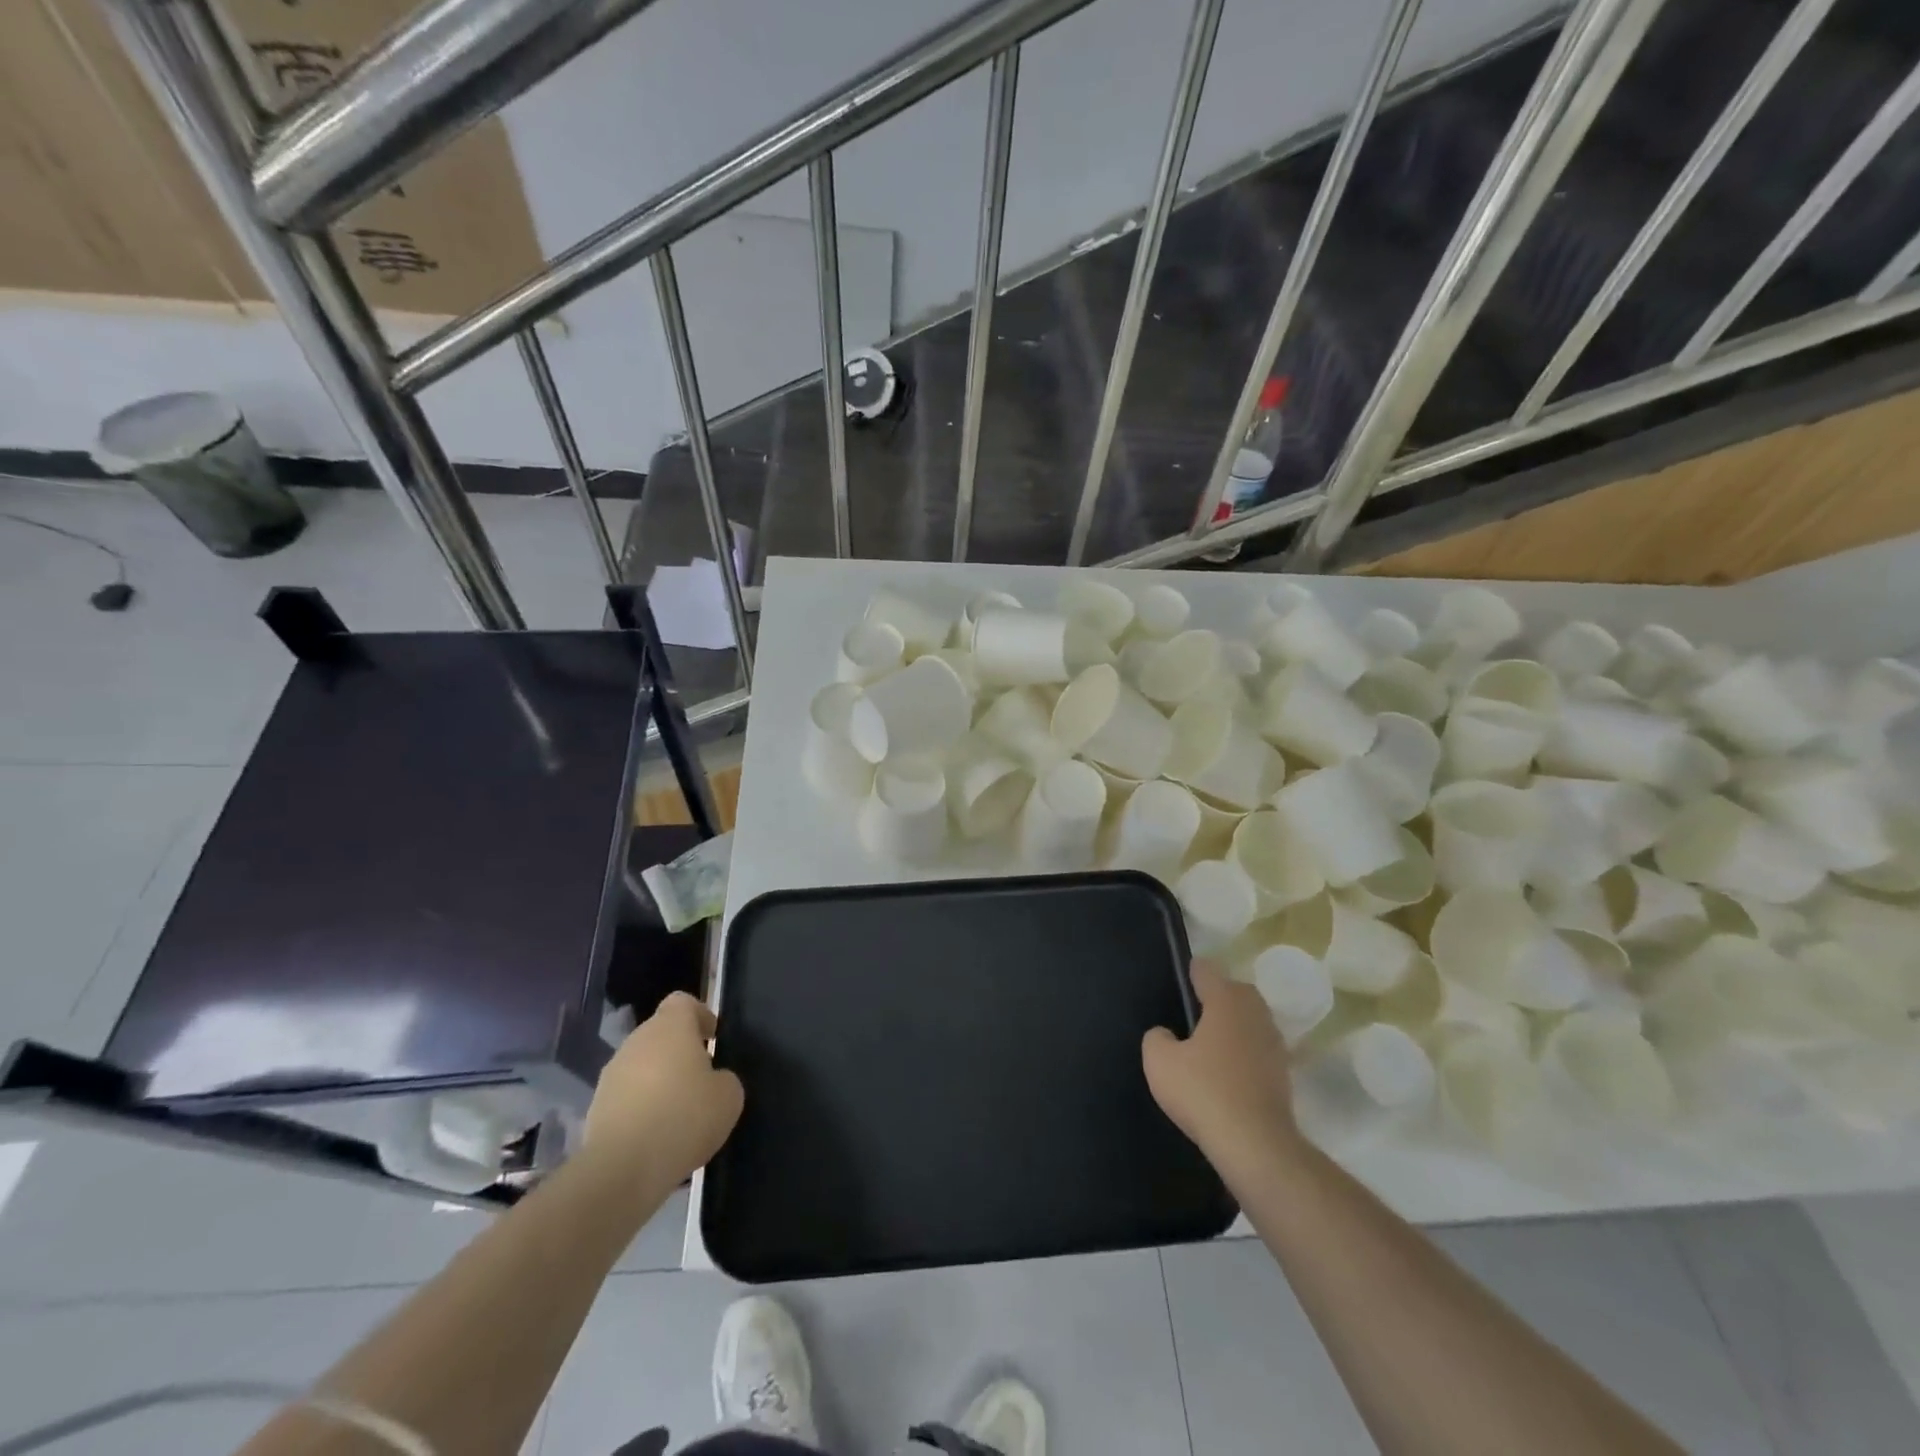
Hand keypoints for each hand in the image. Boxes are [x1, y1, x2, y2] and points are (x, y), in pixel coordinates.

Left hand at [584, 992, 743, 1187]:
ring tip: (678, 1113)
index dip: (700, 1015)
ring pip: (641, 1066)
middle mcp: (636, 1042)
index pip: (682, 1002)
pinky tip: (656, 1136)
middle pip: (660, 1034)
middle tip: (701, 1080)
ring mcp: (611, 1075)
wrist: (622, 1170)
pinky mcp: (595, 1109)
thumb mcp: (729, 1096)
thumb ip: (724, 1078)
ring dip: (658, 1081)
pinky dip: (641, 1108)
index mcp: (670, 1027)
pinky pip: (626, 1097)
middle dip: (680, 1051)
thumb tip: (712, 1081)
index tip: (713, 1039)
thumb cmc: (684, 1118)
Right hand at [1143, 963, 1300, 1174]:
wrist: (1256, 1145)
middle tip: (1192, 1014)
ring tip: (1209, 1044)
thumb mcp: (1159, 1062)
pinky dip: (1245, 1053)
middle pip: (1236, 991)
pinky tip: (1226, 1072)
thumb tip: (1166, 1035)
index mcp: (1226, 1000)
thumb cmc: (1204, 1092)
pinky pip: (1259, 1049)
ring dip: (1234, 1026)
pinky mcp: (1284, 1073)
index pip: (1207, 970)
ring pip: (1251, 1020)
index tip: (1178, 983)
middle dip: (1217, 996)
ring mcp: (1274, 1043)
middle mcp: (1255, 1013)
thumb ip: (1157, 1038)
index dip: (1190, 972)